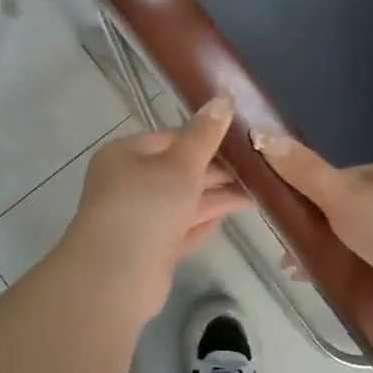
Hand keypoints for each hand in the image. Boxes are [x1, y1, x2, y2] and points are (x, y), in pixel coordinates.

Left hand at [59, 98, 252, 323]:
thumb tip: (223, 98)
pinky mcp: (148, 249)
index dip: (205, 139)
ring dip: (215, 197)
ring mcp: (137, 219)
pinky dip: (202, 221)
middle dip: (215, 171)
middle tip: (257, 169)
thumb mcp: (181, 164)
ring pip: (182, 201)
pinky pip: (180, 228)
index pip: (170, 138)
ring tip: (257, 193)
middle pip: (177, 171)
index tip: (241, 142)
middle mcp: (127, 184)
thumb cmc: (146, 206)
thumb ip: (204, 135)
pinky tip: (228, 216)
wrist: (115, 275)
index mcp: (125, 155)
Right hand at [257, 135, 372, 333]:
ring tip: (307, 279)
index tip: (281, 219)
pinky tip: (340, 293)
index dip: (306, 196)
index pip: (337, 180)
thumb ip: (302, 170)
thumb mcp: (340, 194)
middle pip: (347, 213)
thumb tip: (258, 133)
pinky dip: (357, 279)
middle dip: (318, 232)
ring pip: (362, 245)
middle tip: (289, 258)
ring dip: (335, 258)